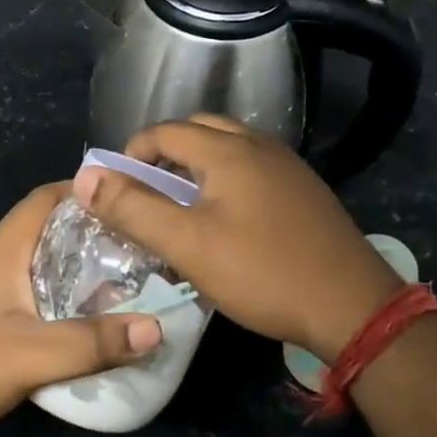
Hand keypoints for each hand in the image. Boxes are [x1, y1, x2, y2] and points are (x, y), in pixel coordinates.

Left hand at [0, 184, 162, 436]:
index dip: (90, 192)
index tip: (134, 202)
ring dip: (85, 270)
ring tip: (132, 284)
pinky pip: (39, 294)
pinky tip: (93, 322)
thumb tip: (158, 327)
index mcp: (4, 249)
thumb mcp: (30, 355)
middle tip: (146, 249)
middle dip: (99, 235)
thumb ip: (92, 342)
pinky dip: (69, 299)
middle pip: (54, 230)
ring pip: (48, 264)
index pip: (49, 198)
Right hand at [74, 115, 398, 362]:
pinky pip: (254, 169)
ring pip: (230, 149)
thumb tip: (85, 178)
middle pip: (201, 131)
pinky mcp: (305, 192)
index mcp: (228, 151)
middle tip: (147, 190)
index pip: (166, 131)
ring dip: (198, 165)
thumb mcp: (187, 244)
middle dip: (165, 153)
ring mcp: (289, 168)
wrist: (351, 305)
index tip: (117, 188)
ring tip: (181, 203)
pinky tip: (226, 219)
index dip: (133, 153)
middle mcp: (260, 146)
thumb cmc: (261, 272)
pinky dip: (227, 179)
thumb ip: (133, 208)